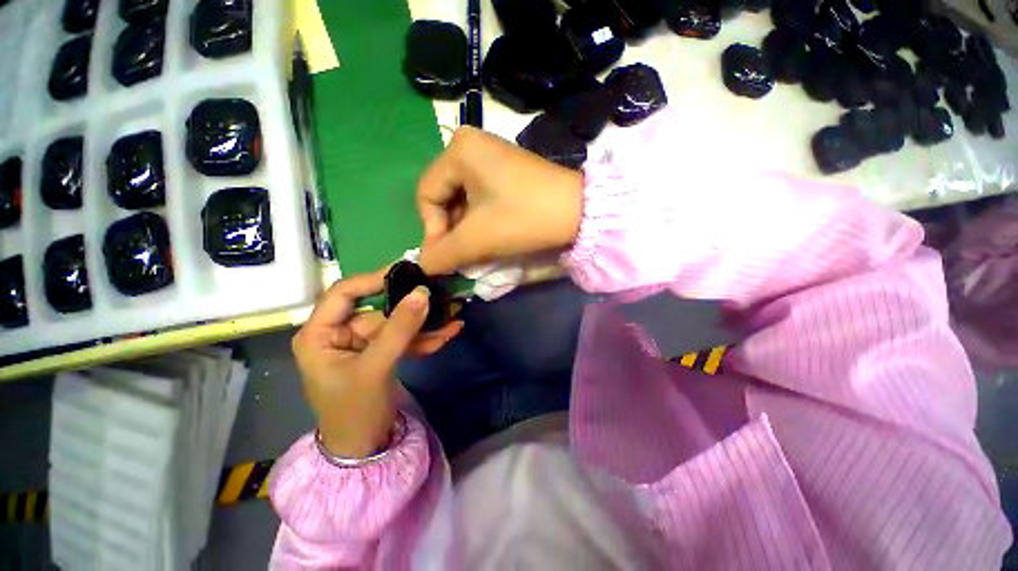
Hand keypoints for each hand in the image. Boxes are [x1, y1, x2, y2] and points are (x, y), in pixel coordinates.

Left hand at [292, 271, 462, 457]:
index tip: (407, 272)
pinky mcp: (381, 354)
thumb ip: (399, 329)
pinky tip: (449, 332)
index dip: (374, 279)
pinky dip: (425, 338)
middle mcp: (340, 333)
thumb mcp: (375, 367)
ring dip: (426, 324)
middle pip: (380, 310)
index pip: (345, 292)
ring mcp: (363, 344)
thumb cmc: (354, 411)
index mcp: (321, 333)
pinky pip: (404, 340)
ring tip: (454, 315)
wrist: (363, 450)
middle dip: (413, 308)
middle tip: (441, 293)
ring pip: (397, 325)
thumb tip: (422, 293)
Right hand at [417, 126, 584, 274]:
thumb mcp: (477, 239)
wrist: (579, 212)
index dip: (432, 230)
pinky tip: (491, 234)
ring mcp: (491, 155)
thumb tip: (422, 264)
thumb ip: (442, 254)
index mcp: (459, 150)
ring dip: (465, 228)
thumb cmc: (523, 218)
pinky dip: (480, 219)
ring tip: (479, 248)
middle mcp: (471, 145)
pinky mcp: (506, 170)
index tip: (448, 255)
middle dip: (451, 231)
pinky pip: (480, 196)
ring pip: (462, 199)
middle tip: (464, 255)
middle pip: (444, 196)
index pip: (427, 195)